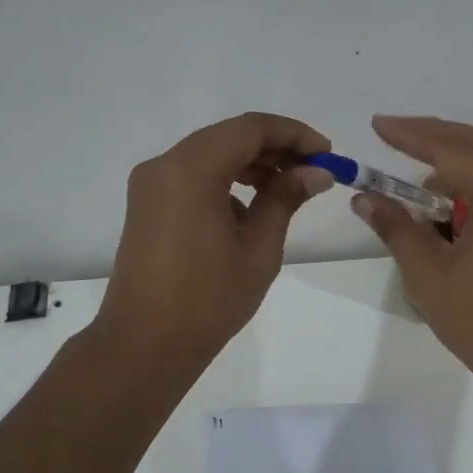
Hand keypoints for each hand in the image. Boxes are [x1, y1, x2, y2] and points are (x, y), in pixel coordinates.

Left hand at [97, 112, 334, 366]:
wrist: (146, 344)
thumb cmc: (208, 299)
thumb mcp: (258, 248)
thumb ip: (285, 199)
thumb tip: (316, 173)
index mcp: (191, 169)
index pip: (250, 128)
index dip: (294, 134)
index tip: (327, 155)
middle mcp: (165, 165)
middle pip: (229, 137)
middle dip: (275, 148)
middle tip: (315, 172)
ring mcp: (151, 185)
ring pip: (211, 155)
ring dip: (252, 165)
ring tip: (291, 189)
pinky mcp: (148, 205)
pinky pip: (194, 177)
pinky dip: (227, 182)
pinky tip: (253, 209)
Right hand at [350, 115, 472, 392]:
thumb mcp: (427, 272)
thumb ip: (396, 226)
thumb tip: (363, 197)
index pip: (449, 149)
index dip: (410, 135)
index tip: (378, 125)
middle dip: (433, 135)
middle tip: (393, 132)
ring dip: (462, 148)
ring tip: (425, 159)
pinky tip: (462, 185)